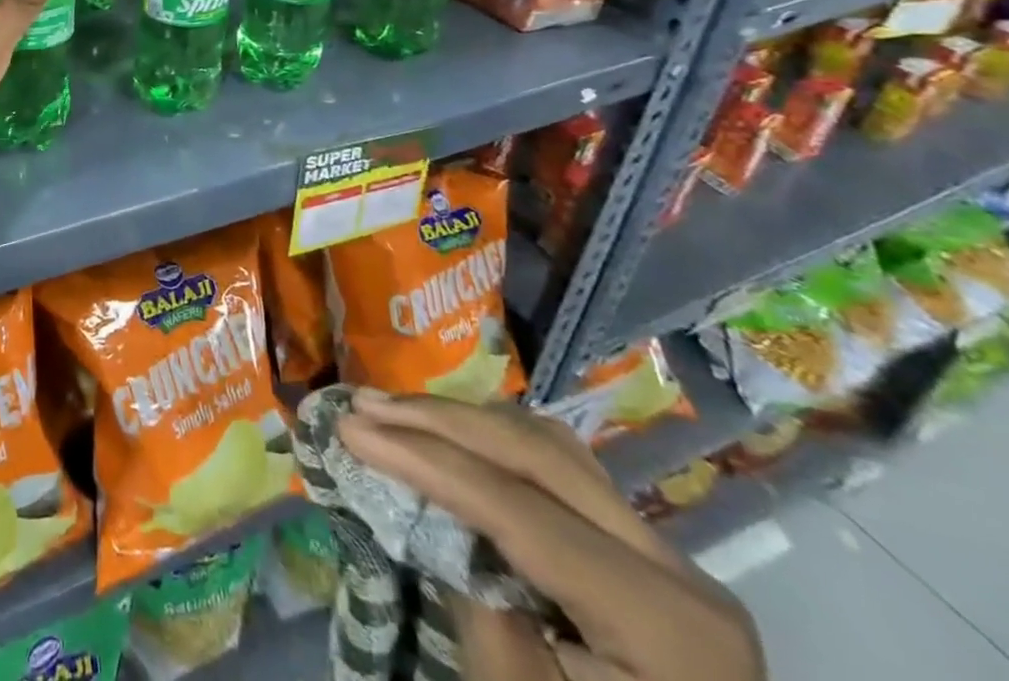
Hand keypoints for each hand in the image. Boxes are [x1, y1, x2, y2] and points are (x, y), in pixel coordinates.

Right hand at [338, 394, 764, 680]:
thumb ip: (475, 600)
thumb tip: (425, 506)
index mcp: (663, 622)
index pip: (517, 507)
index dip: (425, 459)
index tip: (349, 428)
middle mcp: (677, 571)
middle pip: (538, 454)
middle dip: (440, 420)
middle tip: (364, 404)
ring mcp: (666, 558)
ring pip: (552, 448)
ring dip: (464, 422)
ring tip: (394, 412)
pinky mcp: (642, 558)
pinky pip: (563, 472)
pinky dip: (496, 445)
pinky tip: (451, 440)